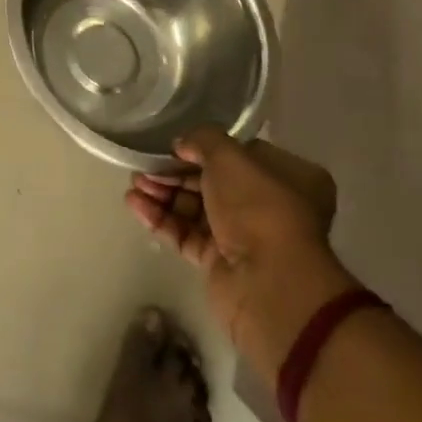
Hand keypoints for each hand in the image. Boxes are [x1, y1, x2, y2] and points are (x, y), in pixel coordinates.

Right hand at [126, 126, 354, 365]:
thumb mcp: (229, 156)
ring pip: (196, 208)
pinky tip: (134, 204)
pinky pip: (186, 234)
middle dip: (174, 173)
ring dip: (163, 194)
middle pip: (212, 182)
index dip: (204, 148)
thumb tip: (183, 145)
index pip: (239, 155)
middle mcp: (269, 205)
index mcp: (288, 177)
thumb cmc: (259, 206)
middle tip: (143, 168)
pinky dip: (161, 219)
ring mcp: (244, 236)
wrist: (268, 282)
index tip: (173, 146)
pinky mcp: (220, 262)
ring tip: (133, 185)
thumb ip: (203, 139)